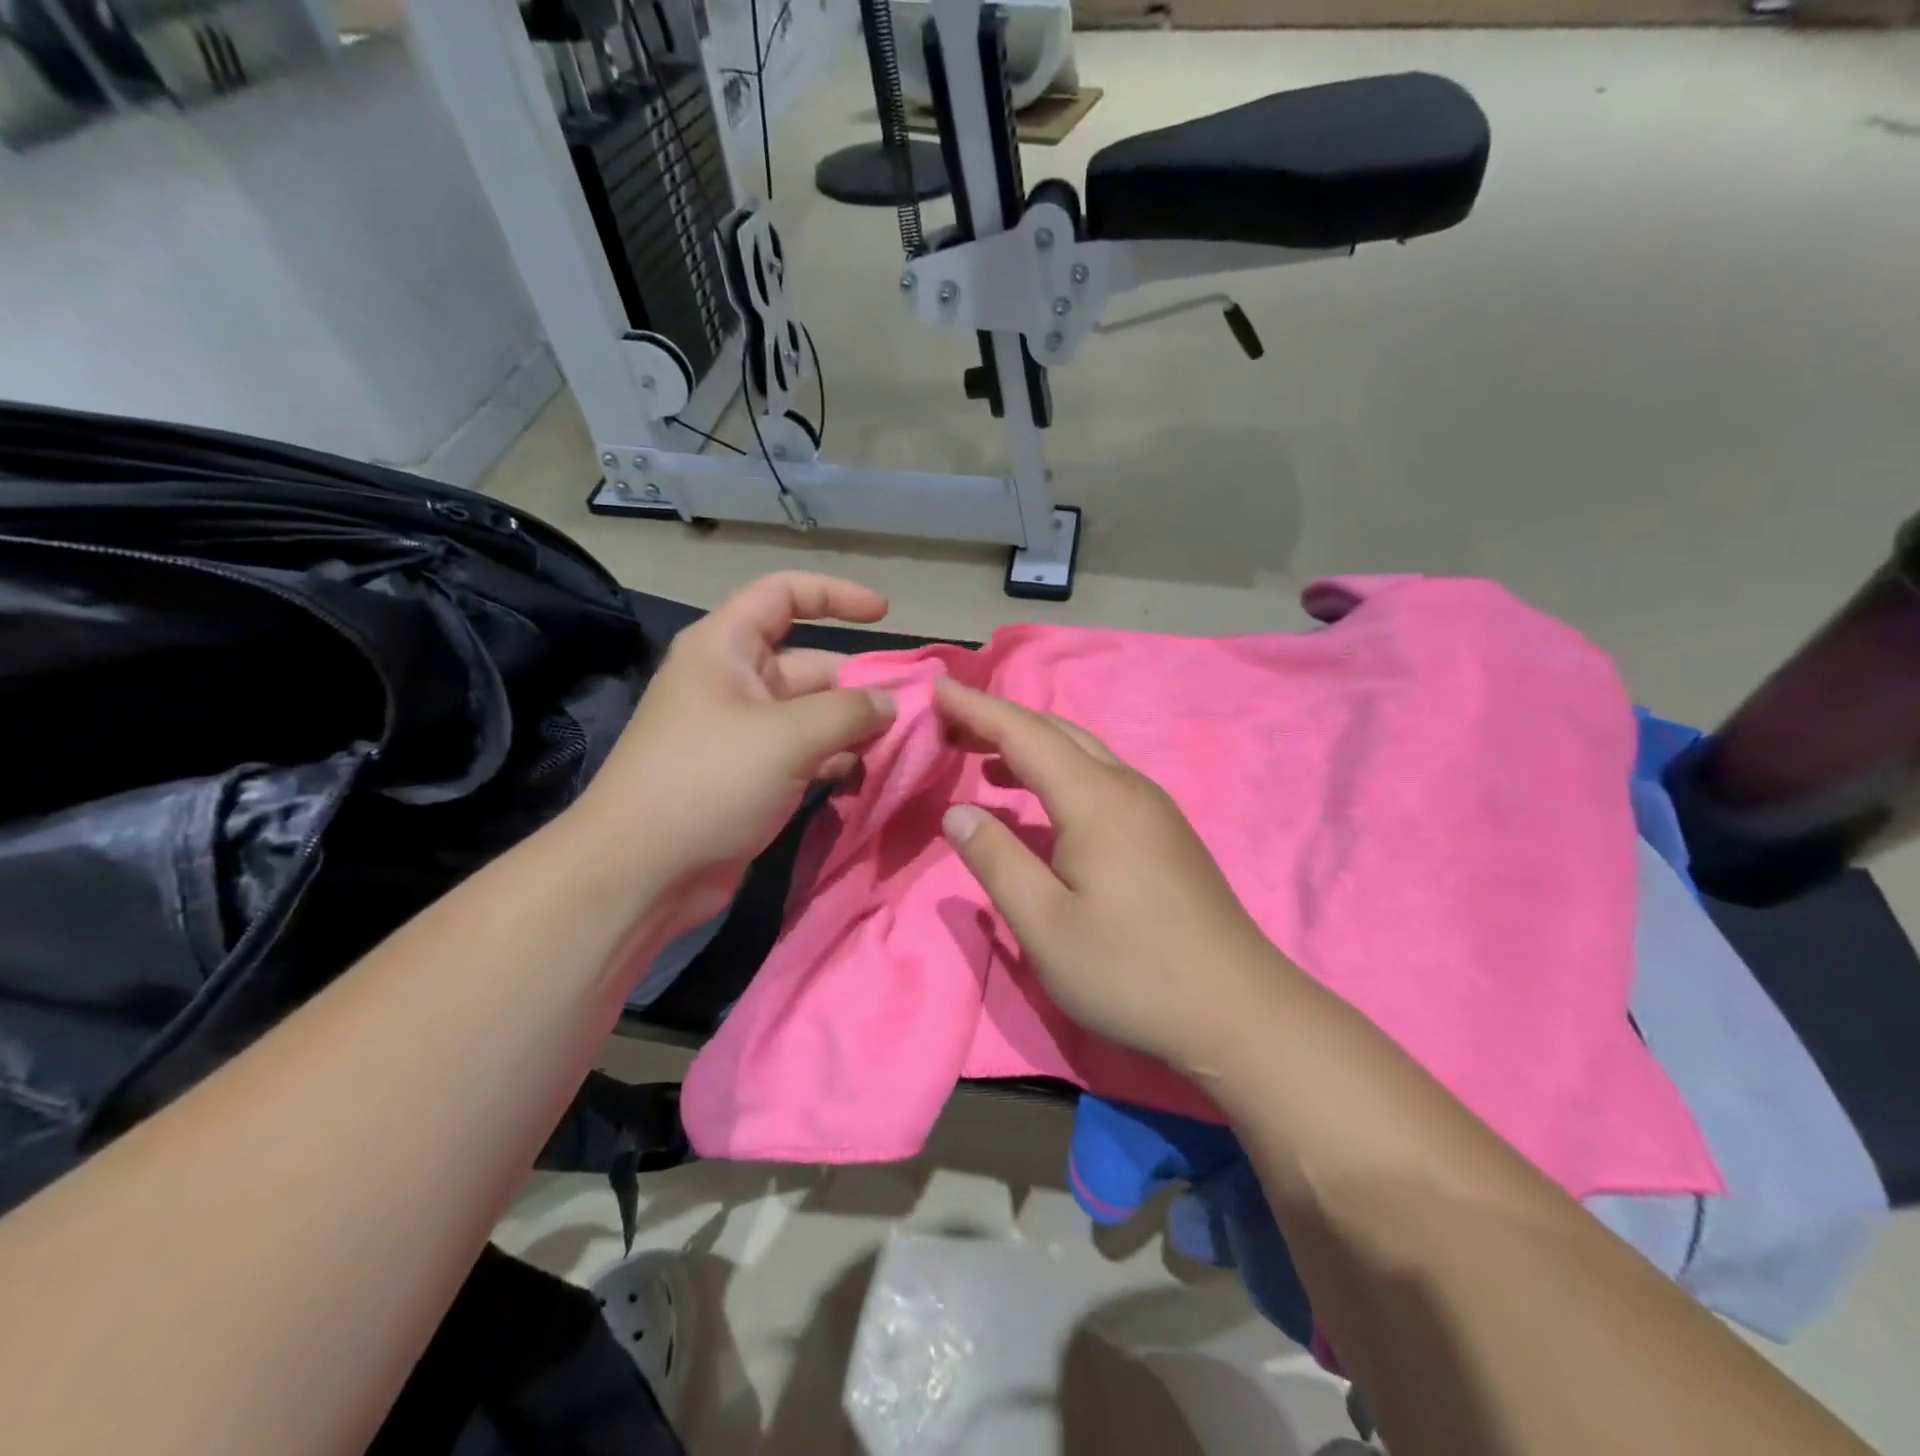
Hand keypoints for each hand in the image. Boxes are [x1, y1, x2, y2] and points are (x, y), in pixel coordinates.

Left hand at [577, 572, 894, 926]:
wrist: (642, 873)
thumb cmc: (708, 782)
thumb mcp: (786, 737)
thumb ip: (849, 711)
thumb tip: (891, 703)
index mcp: (726, 648)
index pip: (783, 595)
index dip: (835, 595)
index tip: (884, 614)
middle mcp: (735, 683)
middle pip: (811, 664)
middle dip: (861, 683)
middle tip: (915, 709)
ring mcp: (745, 734)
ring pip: (814, 715)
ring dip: (856, 728)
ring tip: (902, 747)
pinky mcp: (753, 777)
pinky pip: (807, 755)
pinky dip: (837, 762)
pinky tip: (868, 778)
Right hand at [935, 680, 1289, 1074]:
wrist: (1238, 1011)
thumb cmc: (1131, 971)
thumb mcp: (1044, 924)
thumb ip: (996, 860)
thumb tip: (957, 812)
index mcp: (1095, 799)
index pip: (1024, 733)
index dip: (977, 708)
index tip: (937, 688)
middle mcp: (1127, 787)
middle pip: (1056, 733)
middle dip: (1000, 722)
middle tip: (951, 726)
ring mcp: (1153, 808)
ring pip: (1083, 754)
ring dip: (1031, 748)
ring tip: (984, 760)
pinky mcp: (1165, 833)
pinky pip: (1101, 779)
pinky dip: (1059, 773)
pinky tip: (1043, 804)